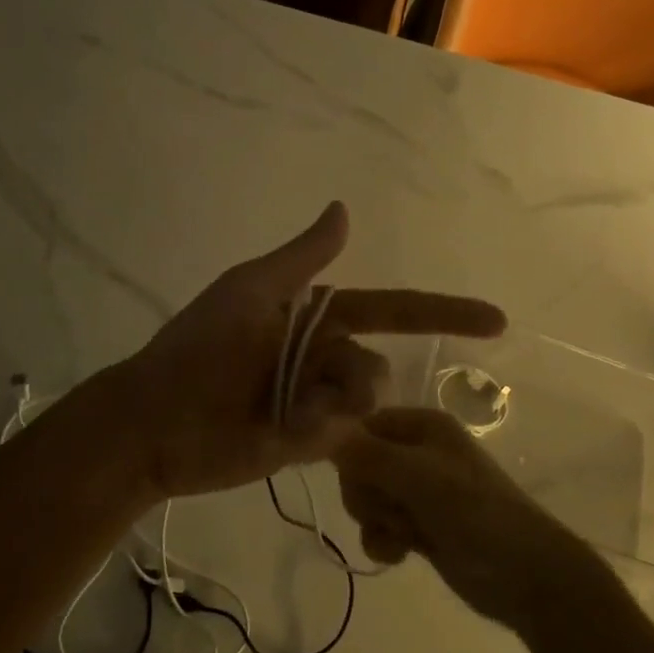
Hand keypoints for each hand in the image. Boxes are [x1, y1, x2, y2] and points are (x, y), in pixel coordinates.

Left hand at [113, 202, 505, 499]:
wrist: (157, 422)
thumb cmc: (199, 348)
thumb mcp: (251, 291)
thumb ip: (302, 258)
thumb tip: (344, 209)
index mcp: (314, 318)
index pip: (391, 310)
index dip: (442, 313)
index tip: (497, 320)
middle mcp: (322, 358)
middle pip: (377, 366)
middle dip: (354, 380)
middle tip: (298, 392)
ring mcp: (317, 403)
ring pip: (367, 403)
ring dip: (334, 405)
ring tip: (284, 413)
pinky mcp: (308, 444)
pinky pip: (344, 437)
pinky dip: (319, 430)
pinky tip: (280, 431)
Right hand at [332, 407, 586, 627]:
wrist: (524, 575)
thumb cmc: (475, 512)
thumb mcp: (418, 476)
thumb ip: (366, 454)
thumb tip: (320, 429)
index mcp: (422, 426)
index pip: (362, 426)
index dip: (351, 452)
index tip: (357, 476)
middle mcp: (416, 452)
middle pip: (358, 465)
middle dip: (367, 493)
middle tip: (394, 507)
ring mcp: (417, 491)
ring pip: (366, 498)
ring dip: (377, 520)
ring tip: (406, 533)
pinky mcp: (418, 526)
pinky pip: (379, 527)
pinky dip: (384, 541)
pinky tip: (402, 554)